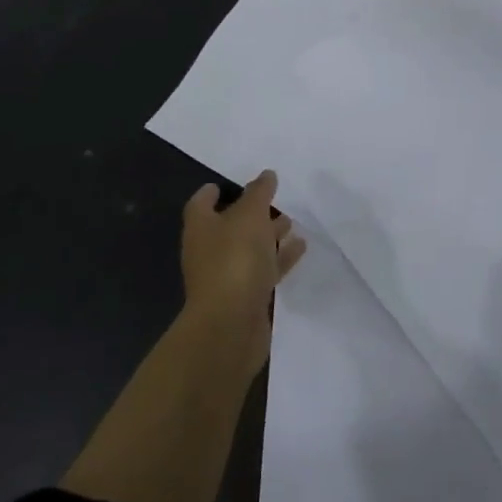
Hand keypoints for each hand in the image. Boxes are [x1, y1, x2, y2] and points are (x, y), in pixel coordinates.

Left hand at [180, 170, 305, 379]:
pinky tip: (300, 248)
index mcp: (201, 228)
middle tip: (274, 199)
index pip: (201, 203)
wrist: (231, 326)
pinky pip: (264, 270)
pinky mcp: (246, 298)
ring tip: (292, 221)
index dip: (213, 192)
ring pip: (249, 248)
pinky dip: (280, 258)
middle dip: (251, 213)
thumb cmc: (234, 259)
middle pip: (228, 226)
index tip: (227, 183)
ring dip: (269, 235)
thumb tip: (266, 175)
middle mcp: (209, 251)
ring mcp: (227, 277)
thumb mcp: (250, 215)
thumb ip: (259, 193)